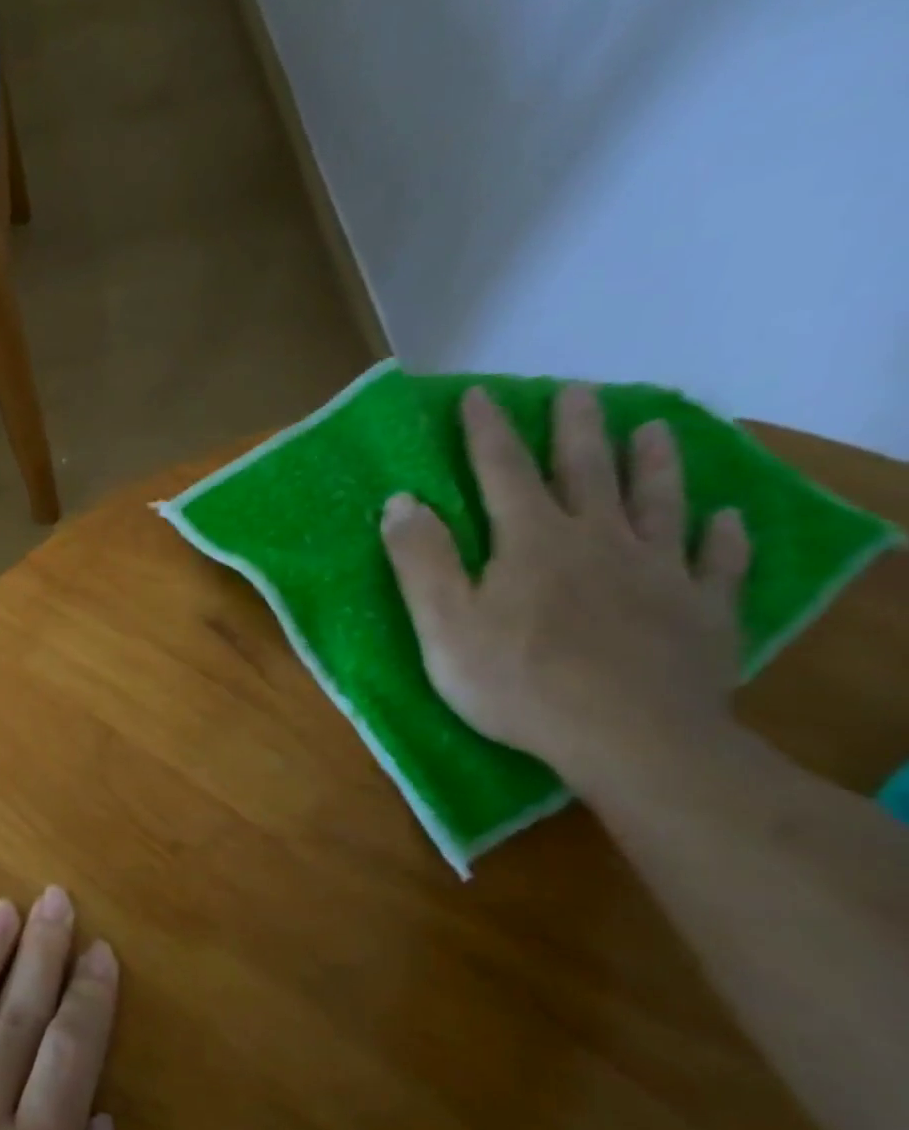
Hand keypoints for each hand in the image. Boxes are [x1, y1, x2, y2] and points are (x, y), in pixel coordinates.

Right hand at [379, 384, 752, 790]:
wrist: (630, 739)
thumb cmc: (518, 682)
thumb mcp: (444, 624)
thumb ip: (421, 560)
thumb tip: (400, 501)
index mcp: (532, 542)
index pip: (503, 472)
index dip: (487, 432)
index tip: (478, 395)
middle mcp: (600, 541)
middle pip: (588, 472)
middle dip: (577, 429)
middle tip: (580, 390)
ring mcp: (659, 574)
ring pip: (658, 504)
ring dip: (655, 464)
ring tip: (655, 430)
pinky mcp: (703, 612)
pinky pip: (718, 564)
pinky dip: (724, 538)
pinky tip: (728, 519)